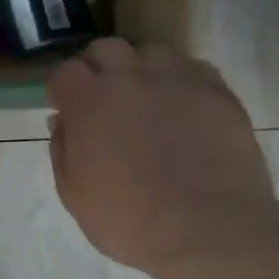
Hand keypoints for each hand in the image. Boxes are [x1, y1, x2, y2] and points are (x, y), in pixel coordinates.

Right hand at [48, 40, 278, 277]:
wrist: (208, 230)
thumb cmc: (130, 221)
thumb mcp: (75, 196)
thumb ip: (62, 151)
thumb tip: (62, 122)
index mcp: (89, 102)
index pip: (64, 72)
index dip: (62, 90)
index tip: (66, 109)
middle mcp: (130, 77)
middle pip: (106, 49)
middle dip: (98, 69)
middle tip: (104, 101)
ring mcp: (177, 80)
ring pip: (152, 53)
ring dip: (141, 71)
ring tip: (148, 102)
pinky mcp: (217, 91)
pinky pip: (192, 69)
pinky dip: (180, 82)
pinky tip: (184, 110)